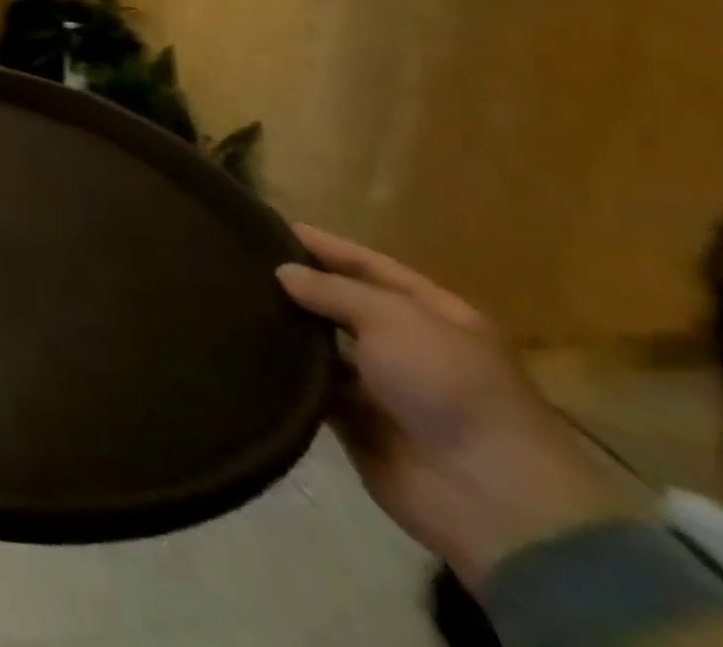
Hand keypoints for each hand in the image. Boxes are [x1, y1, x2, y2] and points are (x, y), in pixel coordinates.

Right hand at [277, 224, 644, 592]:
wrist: (487, 497)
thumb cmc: (448, 385)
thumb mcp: (392, 318)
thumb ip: (332, 289)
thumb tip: (282, 271)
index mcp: (433, 314)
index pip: (370, 265)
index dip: (326, 245)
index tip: (273, 226)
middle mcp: (408, 345)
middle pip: (345, 304)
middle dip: (301, 285)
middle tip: (242, 261)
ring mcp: (383, 387)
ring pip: (324, 345)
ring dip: (290, 328)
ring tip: (234, 298)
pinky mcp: (358, 423)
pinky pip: (314, 387)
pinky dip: (287, 371)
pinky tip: (247, 346)